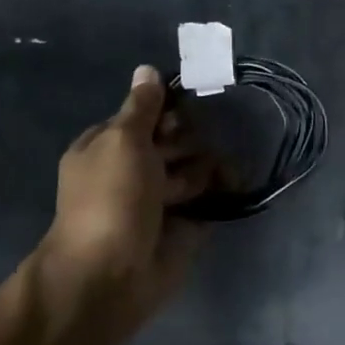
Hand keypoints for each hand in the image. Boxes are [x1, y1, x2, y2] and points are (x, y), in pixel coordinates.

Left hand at [32, 65, 216, 331]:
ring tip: (197, 185)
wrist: (110, 275)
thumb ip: (142, 107)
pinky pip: (210, 199)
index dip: (166, 110)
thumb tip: (147, 69)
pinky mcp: (186, 225)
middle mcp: (135, 169)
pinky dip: (223, 191)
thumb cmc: (111, 198)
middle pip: (174, 139)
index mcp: (108, 145)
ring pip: (195, 167)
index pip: (145, 114)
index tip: (184, 108)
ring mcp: (161, 199)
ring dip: (203, 169)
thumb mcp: (122, 140)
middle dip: (187, 141)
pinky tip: (236, 183)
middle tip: (183, 154)